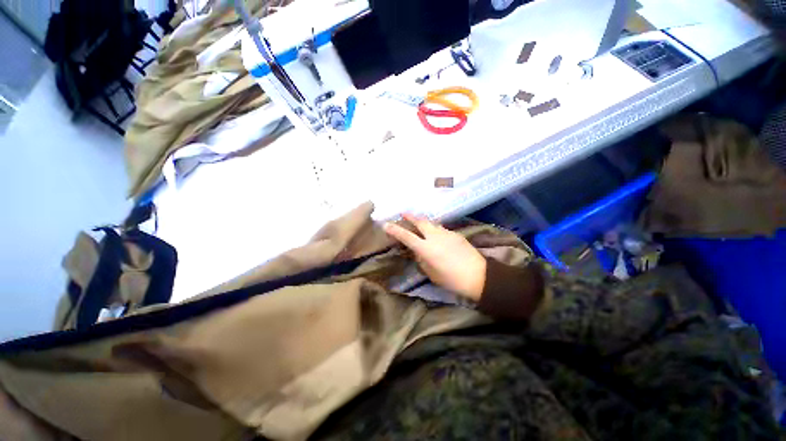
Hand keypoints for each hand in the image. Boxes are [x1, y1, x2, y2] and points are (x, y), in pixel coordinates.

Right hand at [383, 213, 485, 300]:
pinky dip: (434, 228)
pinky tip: (435, 234)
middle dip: (410, 217)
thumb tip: (418, 252)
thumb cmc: (452, 279)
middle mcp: (435, 237)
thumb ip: (422, 260)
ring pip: (431, 223)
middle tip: (403, 213)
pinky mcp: (456, 234)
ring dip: (423, 222)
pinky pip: (441, 228)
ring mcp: (446, 233)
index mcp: (426, 248)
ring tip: (418, 222)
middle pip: (420, 222)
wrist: (479, 275)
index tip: (386, 224)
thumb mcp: (431, 273)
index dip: (395, 230)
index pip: (406, 236)